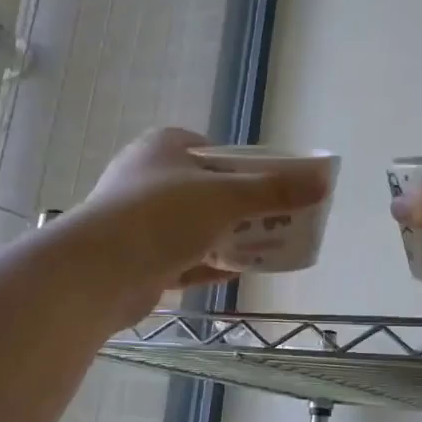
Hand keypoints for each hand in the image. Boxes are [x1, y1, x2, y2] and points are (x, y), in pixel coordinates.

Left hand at [76, 128, 331, 319]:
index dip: (244, 165)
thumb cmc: (162, 216)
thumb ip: (275, 190)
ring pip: (195, 227)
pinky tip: (237, 272)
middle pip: (207, 190)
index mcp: (162, 149)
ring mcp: (139, 222)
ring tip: (264, 247)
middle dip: (241, 207)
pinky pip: (182, 259)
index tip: (270, 186)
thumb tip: (323, 181)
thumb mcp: (227, 197)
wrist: (98, 272)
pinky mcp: (138, 259)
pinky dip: (208, 264)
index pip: (211, 150)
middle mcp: (147, 179)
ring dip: (227, 237)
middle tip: (275, 220)